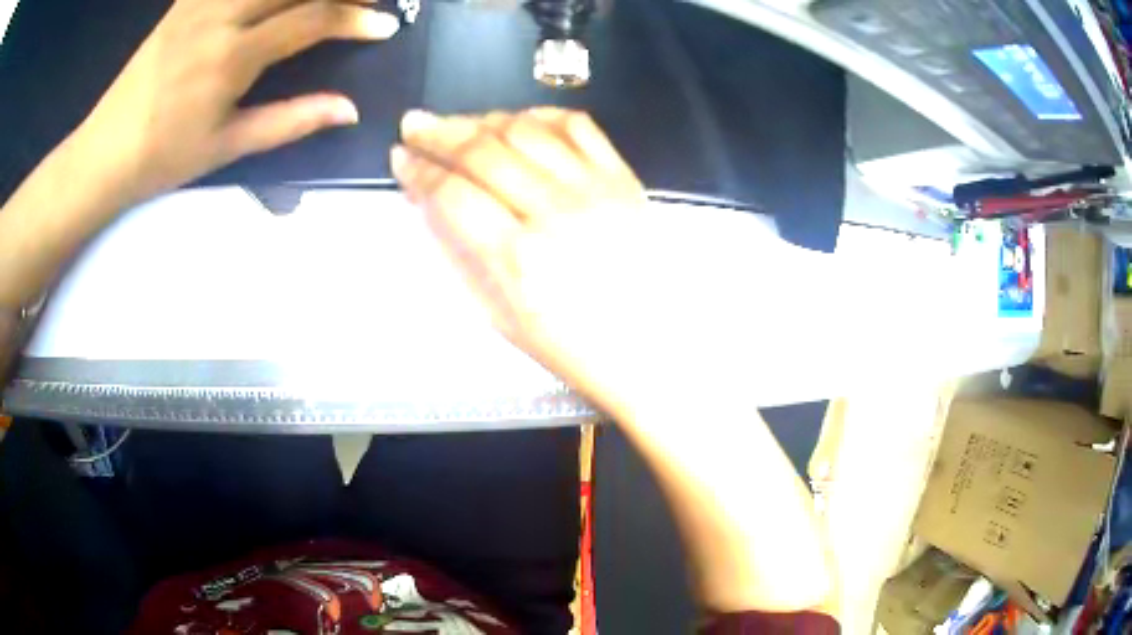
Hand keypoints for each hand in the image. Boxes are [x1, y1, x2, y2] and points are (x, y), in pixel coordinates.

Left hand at [80, 0, 399, 201]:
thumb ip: (291, 121)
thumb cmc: (163, 157)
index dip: (355, 18)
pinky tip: (276, 0)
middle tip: (368, 0)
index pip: (311, 19)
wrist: (104, 150)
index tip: (386, 25)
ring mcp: (202, 0)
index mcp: (231, 57)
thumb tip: (349, 110)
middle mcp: (220, 15)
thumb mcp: (227, 146)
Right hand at [392, 111, 835, 614]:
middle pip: (483, 151)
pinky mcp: (625, 180)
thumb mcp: (507, 321)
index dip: (418, 171)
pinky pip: (579, 128)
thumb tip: (436, 206)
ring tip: (460, 122)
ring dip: (484, 119)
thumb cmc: (579, 351)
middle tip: (414, 123)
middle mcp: (554, 213)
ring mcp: (595, 190)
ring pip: (526, 131)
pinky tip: (520, 120)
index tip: (399, 158)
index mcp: (518, 259)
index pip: (452, 194)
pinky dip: (543, 115)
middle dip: (438, 133)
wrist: (659, 352)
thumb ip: (467, 258)